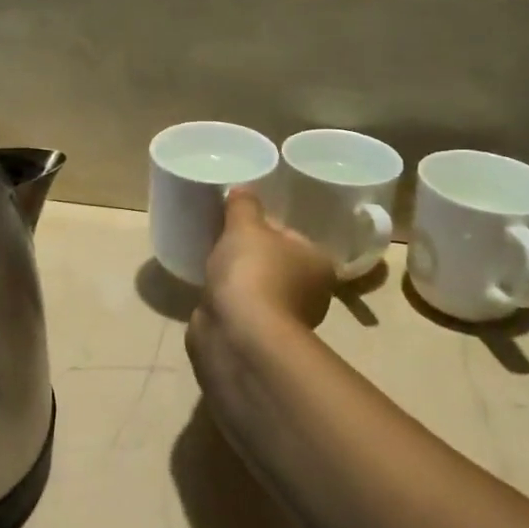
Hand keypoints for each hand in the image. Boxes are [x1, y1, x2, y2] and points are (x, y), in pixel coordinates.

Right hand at [193, 189, 334, 344]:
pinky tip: (209, 291)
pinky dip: (227, 301)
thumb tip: (243, 190)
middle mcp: (310, 293)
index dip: (265, 226)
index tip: (239, 221)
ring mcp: (283, 320)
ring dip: (238, 280)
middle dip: (251, 254)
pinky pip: (240, 309)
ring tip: (210, 263)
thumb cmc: (253, 272)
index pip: (291, 236)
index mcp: (319, 263)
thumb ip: (244, 204)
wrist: (237, 335)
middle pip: (275, 262)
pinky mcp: (256, 338)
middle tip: (221, 238)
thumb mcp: (245, 225)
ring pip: (257, 288)